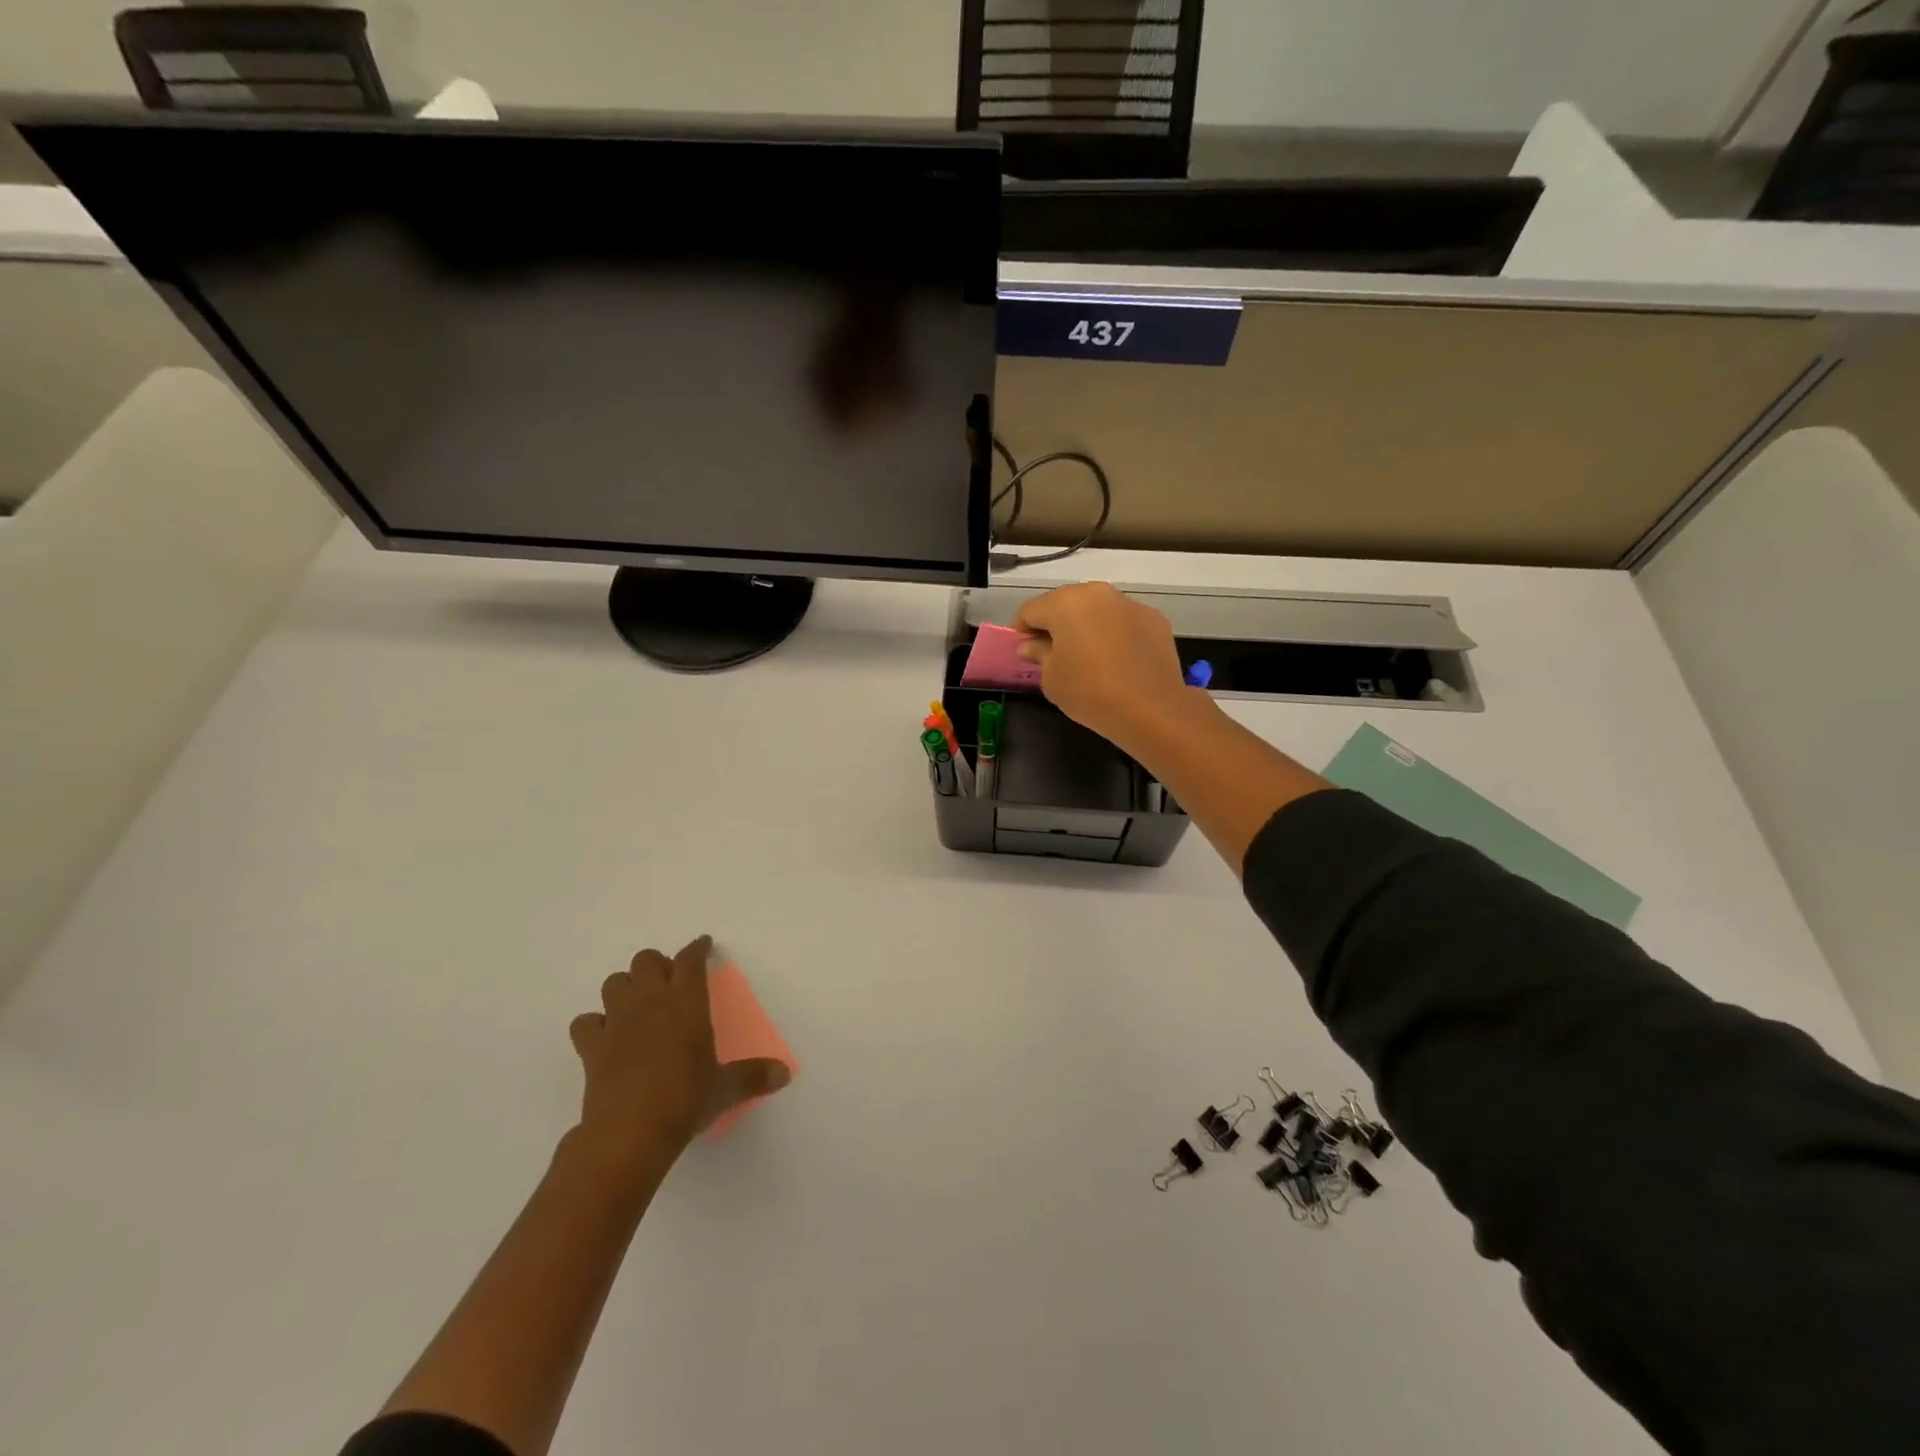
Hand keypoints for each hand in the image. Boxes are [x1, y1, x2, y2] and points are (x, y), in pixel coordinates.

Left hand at [568, 935, 790, 1172]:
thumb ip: (754, 1076)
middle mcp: (650, 1002)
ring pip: (614, 982)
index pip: (690, 960)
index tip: (704, 945)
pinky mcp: (591, 1047)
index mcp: (687, 1003)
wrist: (629, 1134)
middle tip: (671, 981)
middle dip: (658, 964)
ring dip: (626, 987)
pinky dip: (594, 1024)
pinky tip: (605, 1036)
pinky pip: (585, 1022)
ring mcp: (617, 1022)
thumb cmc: (685, 1101)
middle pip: (646, 960)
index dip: (697, 948)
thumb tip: (785, 1074)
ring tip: (638, 1004)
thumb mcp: (726, 1089)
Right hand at [1013, 582, 1202, 750]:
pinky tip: (1117, 660)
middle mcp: (1097, 593)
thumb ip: (1038, 654)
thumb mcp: (1052, 679)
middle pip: (1065, 603)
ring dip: (1087, 626)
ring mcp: (1129, 603)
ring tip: (1087, 656)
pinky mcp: (1154, 618)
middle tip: (1053, 653)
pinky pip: (1123, 621)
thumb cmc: (1090, 692)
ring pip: (1097, 609)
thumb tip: (1031, 645)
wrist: (1151, 708)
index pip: (1031, 610)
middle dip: (1055, 624)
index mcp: (1065, 604)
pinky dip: (1115, 633)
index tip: (1024, 651)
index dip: (1021, 630)